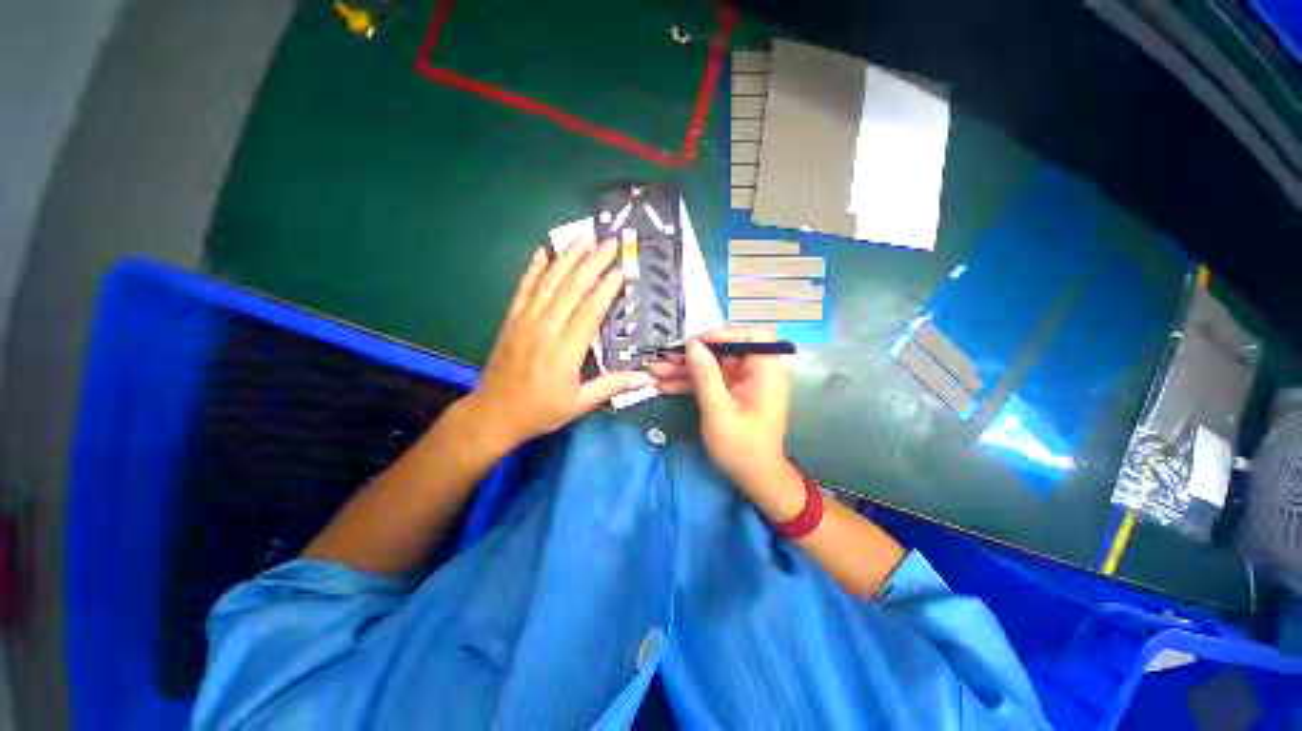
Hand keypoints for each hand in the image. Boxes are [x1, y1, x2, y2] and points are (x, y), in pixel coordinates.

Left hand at [461, 237, 651, 451]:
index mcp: (565, 351)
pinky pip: (523, 289)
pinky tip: (543, 252)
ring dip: (566, 258)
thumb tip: (645, 378)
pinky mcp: (511, 320)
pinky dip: (533, 269)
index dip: (606, 288)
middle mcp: (545, 329)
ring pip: (548, 283)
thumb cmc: (541, 410)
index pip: (590, 310)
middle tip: (609, 242)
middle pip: (571, 289)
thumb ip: (612, 386)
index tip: (621, 269)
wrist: (494, 414)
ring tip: (582, 237)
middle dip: (592, 263)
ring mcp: (525, 322)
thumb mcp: (580, 403)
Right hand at [650, 328, 799, 512]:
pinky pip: (711, 382)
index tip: (693, 343)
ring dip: (685, 370)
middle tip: (663, 357)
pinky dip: (691, 384)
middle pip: (723, 352)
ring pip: (713, 367)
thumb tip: (692, 344)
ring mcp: (743, 384)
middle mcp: (757, 372)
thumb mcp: (719, 410)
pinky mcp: (732, 395)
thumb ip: (705, 375)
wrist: (755, 480)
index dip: (721, 334)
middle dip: (692, 355)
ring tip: (655, 371)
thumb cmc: (742, 447)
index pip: (750, 336)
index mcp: (766, 371)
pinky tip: (666, 386)